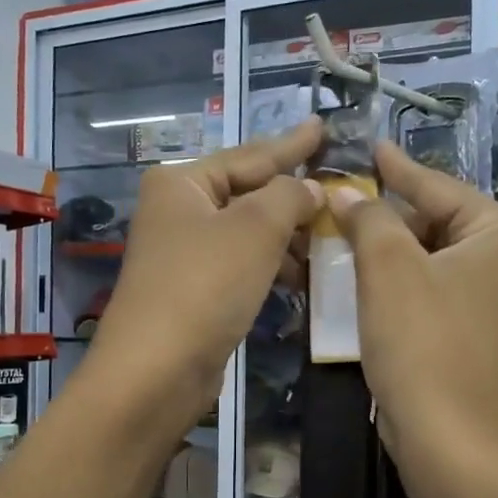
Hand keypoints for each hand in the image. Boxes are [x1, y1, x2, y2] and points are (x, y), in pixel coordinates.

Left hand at [88, 118, 324, 428]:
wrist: (157, 370)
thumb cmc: (205, 285)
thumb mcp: (255, 229)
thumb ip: (290, 197)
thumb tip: (311, 189)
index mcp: (182, 183)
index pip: (250, 155)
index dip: (292, 144)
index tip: (323, 127)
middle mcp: (178, 211)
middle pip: (248, 193)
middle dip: (294, 197)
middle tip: (341, 192)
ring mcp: (184, 253)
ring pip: (248, 232)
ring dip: (288, 237)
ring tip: (331, 241)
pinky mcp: (194, 291)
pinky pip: (243, 265)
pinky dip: (272, 267)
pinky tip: (302, 277)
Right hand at [328, 142, 497, 497]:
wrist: (447, 439)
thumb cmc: (424, 343)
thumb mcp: (388, 267)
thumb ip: (368, 217)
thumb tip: (346, 192)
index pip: (436, 185)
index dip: (395, 167)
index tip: (368, 145)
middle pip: (430, 219)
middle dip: (380, 213)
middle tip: (333, 196)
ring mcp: (485, 296)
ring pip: (421, 255)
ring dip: (377, 248)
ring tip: (331, 228)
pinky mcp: (462, 327)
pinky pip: (420, 286)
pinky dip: (387, 280)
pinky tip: (349, 273)